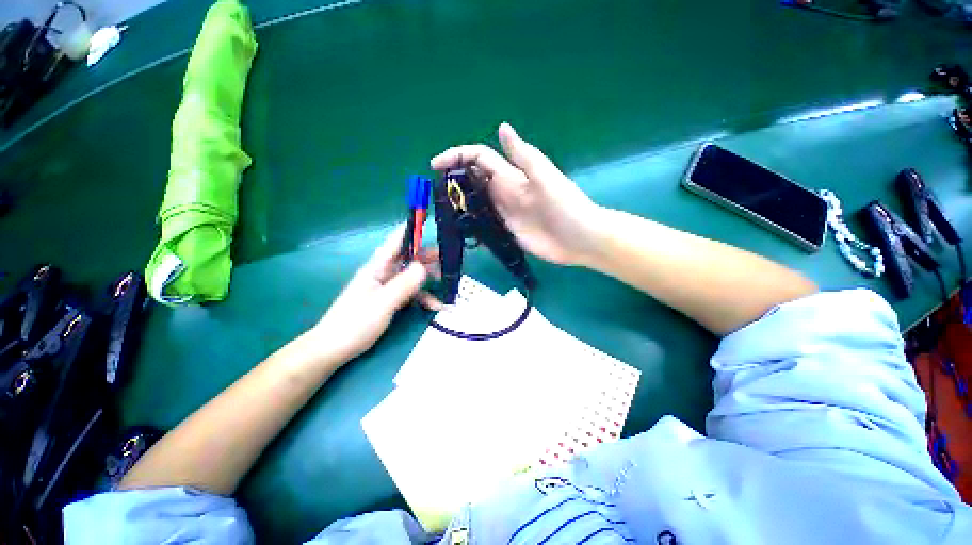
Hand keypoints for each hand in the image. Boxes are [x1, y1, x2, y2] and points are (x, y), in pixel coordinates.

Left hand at [310, 226, 438, 361]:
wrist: (333, 349)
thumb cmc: (354, 323)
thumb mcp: (383, 303)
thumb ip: (404, 284)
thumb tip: (424, 266)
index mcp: (377, 267)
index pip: (395, 242)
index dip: (410, 230)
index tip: (427, 220)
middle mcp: (383, 273)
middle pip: (408, 259)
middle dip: (428, 257)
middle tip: (449, 257)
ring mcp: (386, 288)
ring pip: (412, 276)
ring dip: (429, 279)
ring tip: (448, 282)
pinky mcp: (389, 301)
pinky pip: (410, 294)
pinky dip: (424, 298)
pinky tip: (436, 306)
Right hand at [430, 123, 601, 265]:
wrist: (580, 239)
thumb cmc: (565, 206)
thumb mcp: (544, 176)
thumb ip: (522, 156)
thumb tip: (502, 126)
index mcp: (511, 176)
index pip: (478, 159)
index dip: (457, 156)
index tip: (435, 165)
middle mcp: (505, 193)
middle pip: (473, 180)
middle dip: (453, 180)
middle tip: (434, 192)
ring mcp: (505, 213)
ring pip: (476, 202)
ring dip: (459, 203)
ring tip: (440, 210)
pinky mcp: (507, 231)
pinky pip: (484, 224)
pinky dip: (471, 223)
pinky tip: (460, 228)